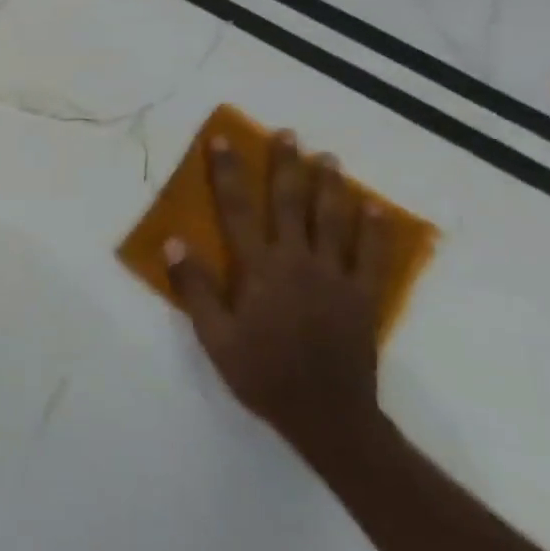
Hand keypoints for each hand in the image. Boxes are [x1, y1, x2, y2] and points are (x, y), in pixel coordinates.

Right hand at [164, 129, 392, 462]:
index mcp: (259, 269)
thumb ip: (196, 288)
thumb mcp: (215, 337)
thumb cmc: (262, 374)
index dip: (228, 172)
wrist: (328, 416)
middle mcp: (298, 262)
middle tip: (288, 134)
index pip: (237, 209)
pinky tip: (374, 206)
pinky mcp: (364, 296)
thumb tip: (174, 241)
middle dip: (286, 166)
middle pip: (290, 203)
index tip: (222, 140)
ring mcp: (336, 277)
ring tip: (328, 157)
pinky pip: (373, 255)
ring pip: (333, 220)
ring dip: (329, 186)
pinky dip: (374, 228)